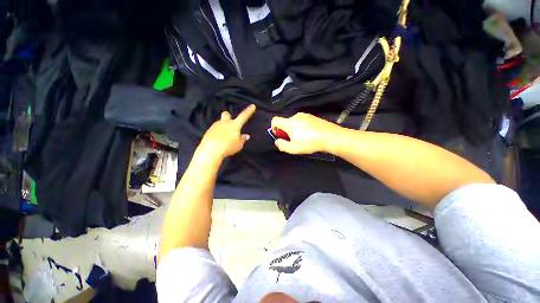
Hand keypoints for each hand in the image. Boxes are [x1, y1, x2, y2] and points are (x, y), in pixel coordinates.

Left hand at [198, 105, 255, 159]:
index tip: (252, 106)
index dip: (249, 111)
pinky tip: (218, 140)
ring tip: (224, 137)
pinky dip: (217, 133)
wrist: (211, 150)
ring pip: (220, 123)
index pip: (243, 116)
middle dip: (228, 116)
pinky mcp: (208, 131)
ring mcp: (215, 126)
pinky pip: (215, 130)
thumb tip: (246, 136)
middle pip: (226, 114)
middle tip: (230, 123)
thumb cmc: (228, 146)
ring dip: (223, 127)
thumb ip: (242, 139)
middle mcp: (225, 123)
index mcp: (234, 125)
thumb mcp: (239, 145)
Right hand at [271, 113, 339, 153]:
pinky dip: (302, 127)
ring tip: (303, 138)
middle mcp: (295, 116)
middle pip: (285, 122)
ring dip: (294, 129)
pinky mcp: (312, 117)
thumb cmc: (309, 143)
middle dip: (285, 131)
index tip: (279, 135)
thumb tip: (277, 141)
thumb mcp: (293, 148)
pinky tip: (309, 134)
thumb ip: (282, 145)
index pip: (275, 120)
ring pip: (294, 122)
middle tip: (293, 140)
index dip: (273, 128)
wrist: (330, 136)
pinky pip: (302, 121)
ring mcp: (305, 115)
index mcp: (289, 123)